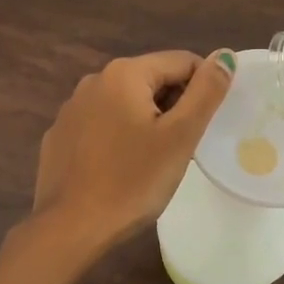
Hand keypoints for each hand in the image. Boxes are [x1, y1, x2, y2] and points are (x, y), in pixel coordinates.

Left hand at [32, 50, 235, 250]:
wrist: (71, 228)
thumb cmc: (133, 181)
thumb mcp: (180, 136)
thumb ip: (206, 92)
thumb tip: (224, 55)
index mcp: (124, 73)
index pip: (182, 61)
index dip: (203, 89)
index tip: (206, 125)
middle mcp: (93, 80)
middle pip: (152, 80)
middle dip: (174, 106)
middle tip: (184, 147)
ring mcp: (71, 109)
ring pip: (125, 104)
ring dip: (147, 122)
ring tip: (156, 161)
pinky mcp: (59, 136)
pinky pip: (101, 125)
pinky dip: (119, 137)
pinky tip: (122, 169)